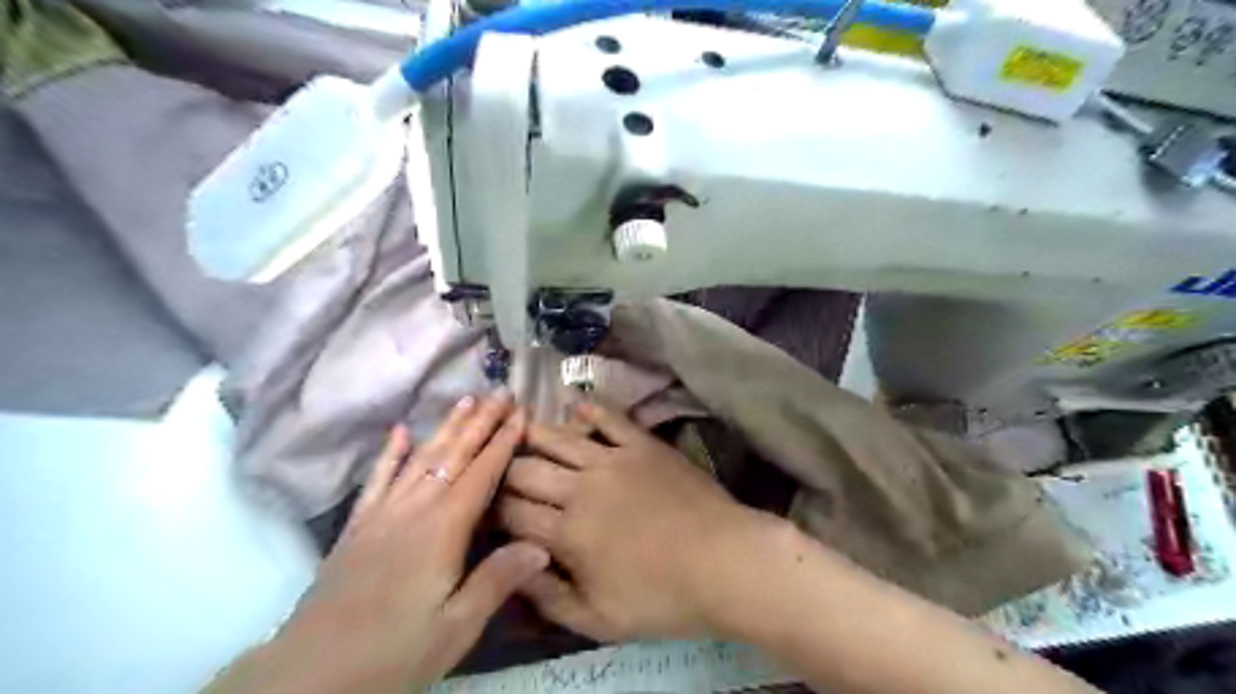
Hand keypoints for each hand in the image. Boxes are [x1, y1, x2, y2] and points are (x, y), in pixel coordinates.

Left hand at [209, 394, 547, 689]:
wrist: (309, 675)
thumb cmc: (392, 652)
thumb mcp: (455, 627)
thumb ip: (498, 580)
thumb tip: (541, 546)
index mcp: (442, 530)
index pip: (481, 473)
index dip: (503, 441)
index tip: (521, 412)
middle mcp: (414, 510)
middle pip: (453, 455)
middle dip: (480, 421)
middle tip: (501, 392)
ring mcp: (381, 515)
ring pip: (420, 458)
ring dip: (446, 427)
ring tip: (465, 399)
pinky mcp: (357, 527)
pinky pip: (378, 480)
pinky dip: (390, 454)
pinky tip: (400, 432)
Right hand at [497, 404, 775, 642]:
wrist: (724, 561)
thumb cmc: (663, 597)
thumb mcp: (598, 620)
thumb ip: (549, 596)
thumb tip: (512, 568)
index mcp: (567, 533)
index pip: (513, 512)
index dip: (492, 507)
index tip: (483, 504)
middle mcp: (581, 488)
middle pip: (528, 470)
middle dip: (504, 469)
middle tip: (496, 467)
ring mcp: (614, 460)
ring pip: (561, 438)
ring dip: (534, 433)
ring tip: (518, 427)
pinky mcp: (643, 445)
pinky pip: (610, 420)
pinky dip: (590, 410)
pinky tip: (576, 405)